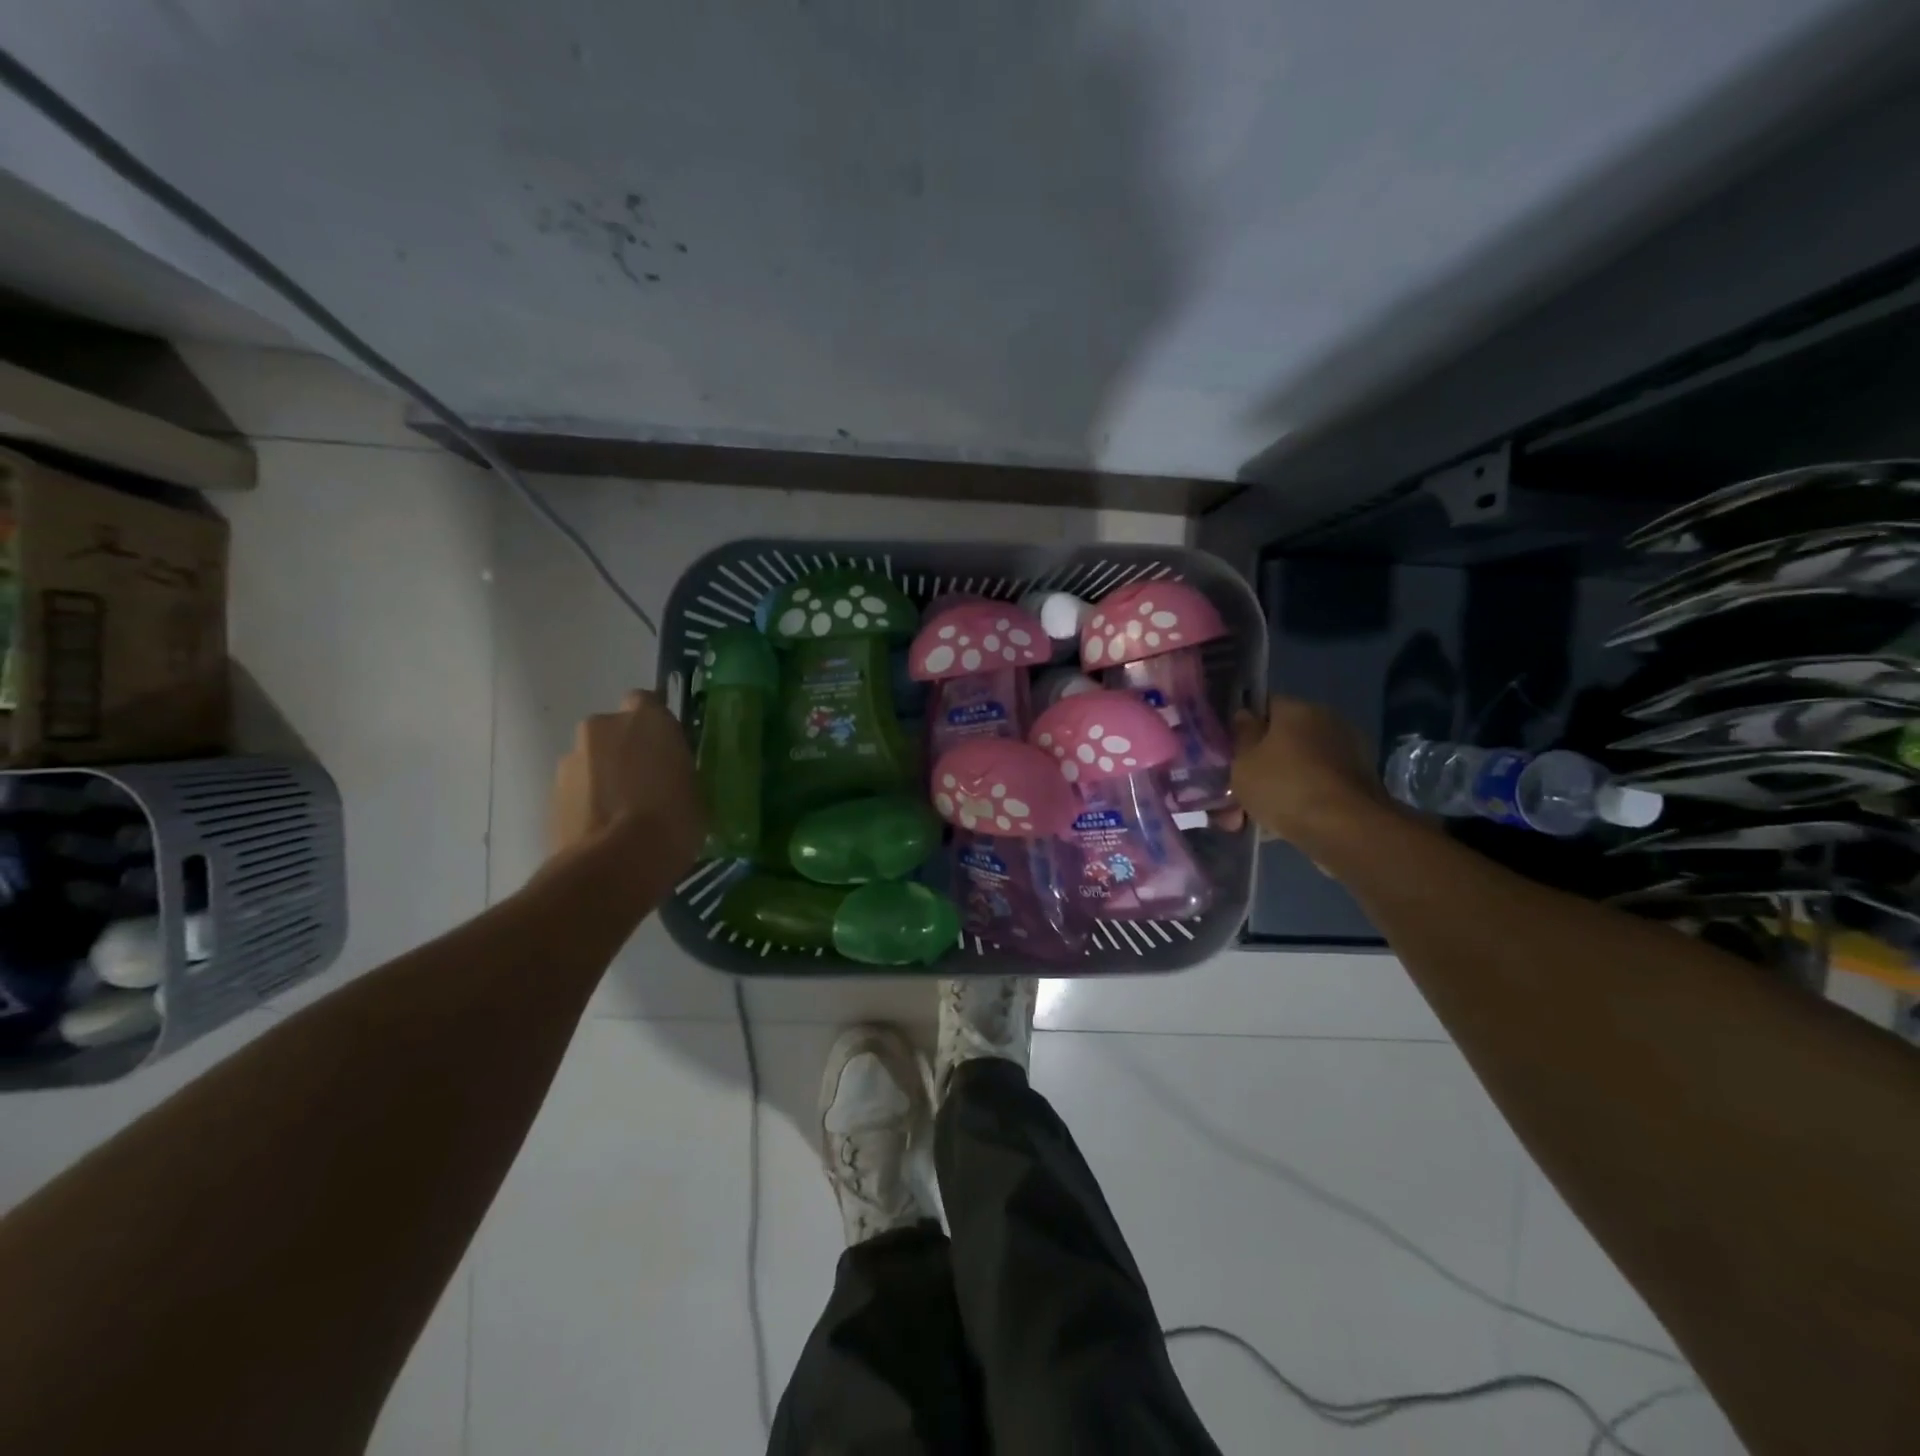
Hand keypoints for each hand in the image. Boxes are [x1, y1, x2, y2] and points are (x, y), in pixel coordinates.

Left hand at [549, 690, 705, 878]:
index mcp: (647, 718)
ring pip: (593, 760)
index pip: (648, 703)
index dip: (656, 727)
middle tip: (647, 785)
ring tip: (624, 815)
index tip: (667, 751)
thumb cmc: (672, 821)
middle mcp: (604, 726)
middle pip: (615, 731)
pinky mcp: (551, 792)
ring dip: (606, 777)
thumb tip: (674, 778)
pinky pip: (578, 788)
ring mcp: (571, 758)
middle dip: (626, 750)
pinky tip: (605, 830)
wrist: (615, 865)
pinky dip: (589, 802)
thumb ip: (679, 772)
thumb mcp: (696, 792)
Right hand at [1230, 697, 1394, 850]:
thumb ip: (1242, 737)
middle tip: (1241, 788)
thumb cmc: (1284, 787)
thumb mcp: (1244, 763)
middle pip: (1284, 738)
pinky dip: (1302, 799)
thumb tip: (1245, 716)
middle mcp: (1327, 722)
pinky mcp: (1360, 782)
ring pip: (1301, 765)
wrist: (1345, 829)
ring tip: (1257, 816)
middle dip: (1263, 761)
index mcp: (1298, 709)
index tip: (1232, 750)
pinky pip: (1318, 785)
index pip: (1265, 705)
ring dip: (1281, 784)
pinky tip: (1282, 824)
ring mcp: (1349, 752)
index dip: (1245, 726)